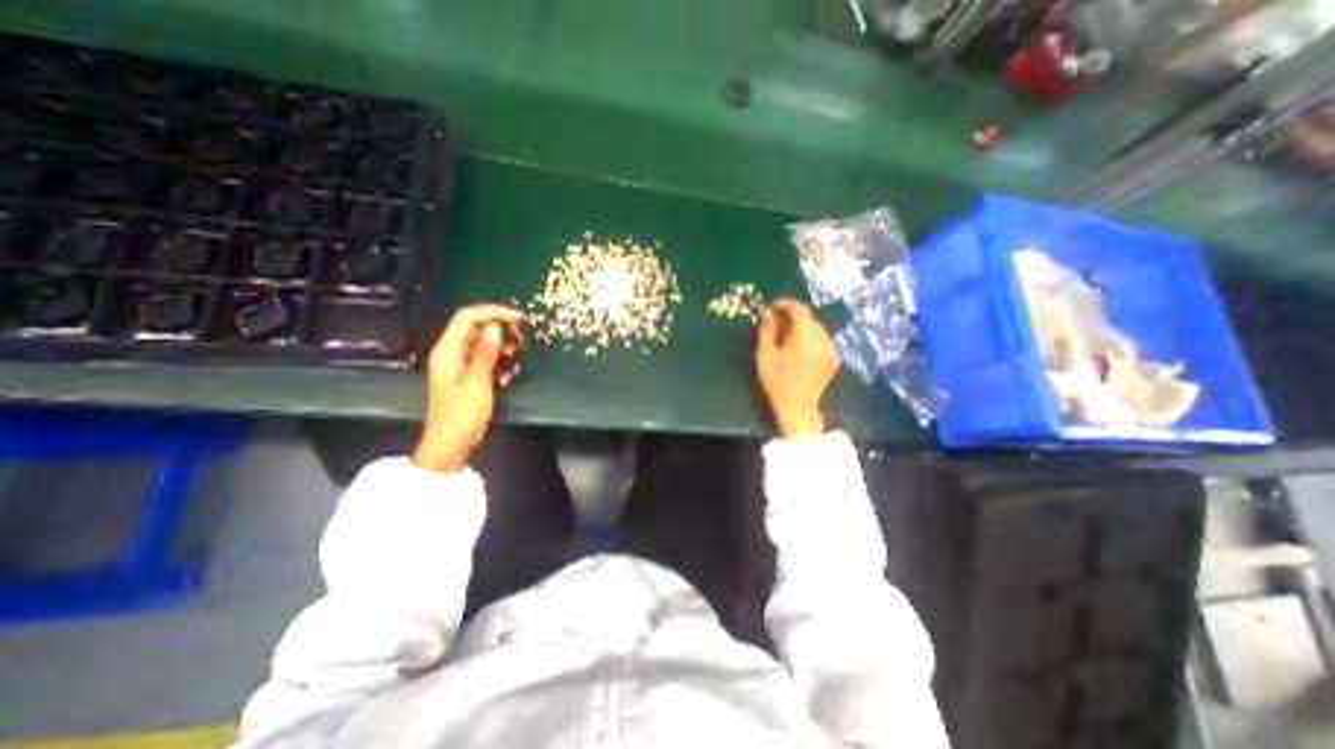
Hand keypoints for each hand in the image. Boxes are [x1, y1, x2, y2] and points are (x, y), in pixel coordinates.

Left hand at [415, 303, 523, 473]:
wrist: (451, 444)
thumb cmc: (461, 414)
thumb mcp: (477, 382)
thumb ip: (486, 353)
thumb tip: (496, 326)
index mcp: (447, 350)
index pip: (468, 317)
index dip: (493, 312)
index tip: (519, 319)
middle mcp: (452, 352)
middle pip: (477, 327)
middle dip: (500, 330)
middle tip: (520, 340)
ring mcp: (461, 364)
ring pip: (484, 343)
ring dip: (502, 348)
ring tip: (513, 360)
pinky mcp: (469, 375)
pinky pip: (486, 359)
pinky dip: (499, 363)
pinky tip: (506, 377)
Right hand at [755, 297, 837, 438]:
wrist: (797, 409)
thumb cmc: (777, 382)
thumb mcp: (765, 355)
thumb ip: (766, 330)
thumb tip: (766, 311)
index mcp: (806, 337)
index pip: (800, 309)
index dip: (785, 304)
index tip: (772, 307)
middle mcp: (824, 339)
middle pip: (809, 318)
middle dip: (792, 317)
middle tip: (776, 324)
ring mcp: (832, 349)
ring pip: (816, 328)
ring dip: (801, 328)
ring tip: (786, 338)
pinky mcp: (835, 359)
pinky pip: (822, 340)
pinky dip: (810, 338)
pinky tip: (799, 349)